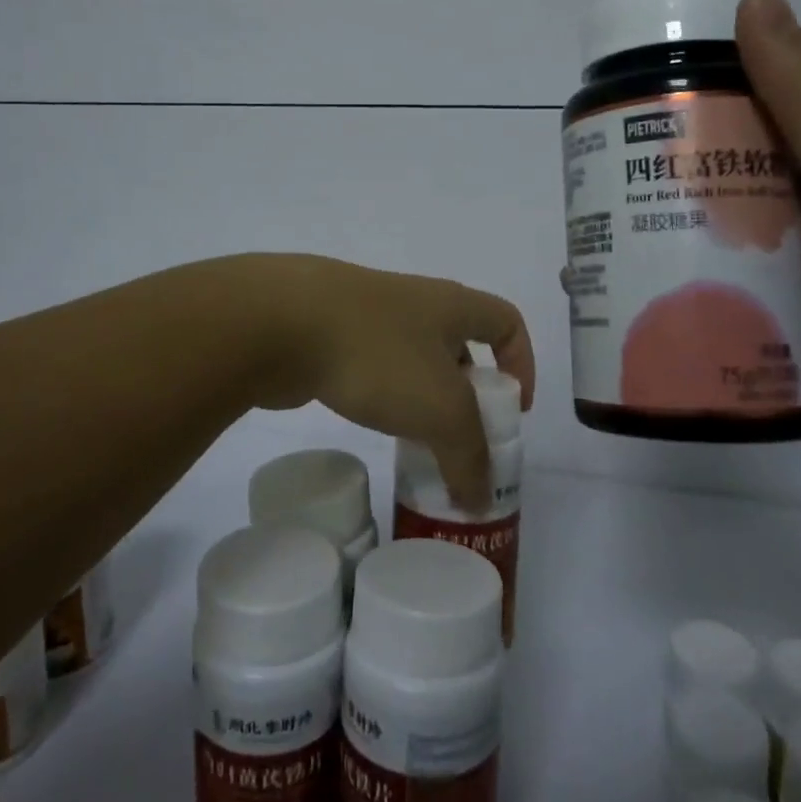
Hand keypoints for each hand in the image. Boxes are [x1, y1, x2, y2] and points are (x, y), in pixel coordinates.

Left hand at [247, 255, 534, 507]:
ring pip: (413, 359)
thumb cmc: (378, 354)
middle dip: (469, 393)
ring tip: (419, 445)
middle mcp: (413, 302)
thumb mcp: (441, 410)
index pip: (507, 321)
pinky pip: (373, 367)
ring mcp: (367, 315)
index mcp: (451, 304)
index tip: (514, 411)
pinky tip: (373, 426)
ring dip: (424, 400)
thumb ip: (469, 456)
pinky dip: (384, 398)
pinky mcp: (328, 335)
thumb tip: (479, 499)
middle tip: (465, 441)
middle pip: (459, 344)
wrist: (278, 322)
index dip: (523, 363)